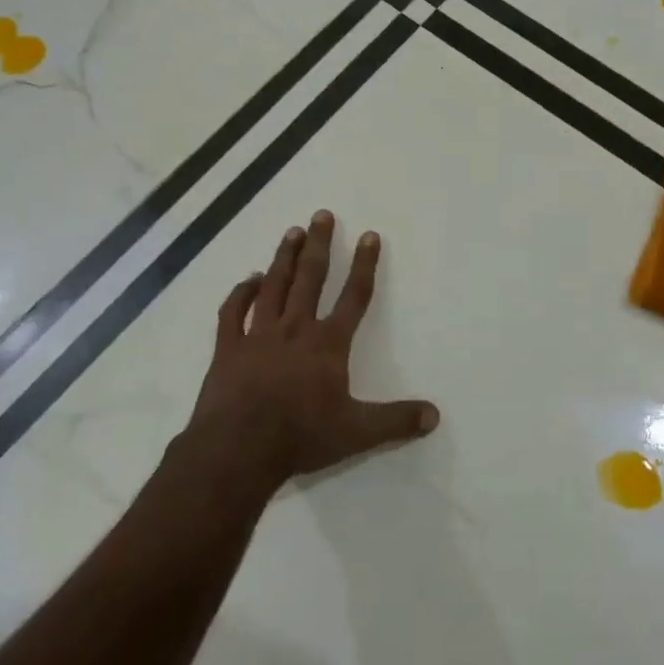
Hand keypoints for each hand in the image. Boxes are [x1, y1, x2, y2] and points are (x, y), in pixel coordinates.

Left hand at [185, 211, 438, 487]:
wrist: (238, 449)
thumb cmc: (301, 437)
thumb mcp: (357, 433)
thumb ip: (397, 421)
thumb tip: (435, 415)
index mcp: (327, 344)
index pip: (353, 296)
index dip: (364, 265)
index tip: (369, 236)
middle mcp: (295, 329)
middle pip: (311, 279)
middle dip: (320, 245)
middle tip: (322, 215)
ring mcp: (258, 335)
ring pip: (274, 286)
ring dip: (285, 258)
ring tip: (292, 232)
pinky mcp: (228, 347)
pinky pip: (233, 312)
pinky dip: (241, 293)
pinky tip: (249, 279)